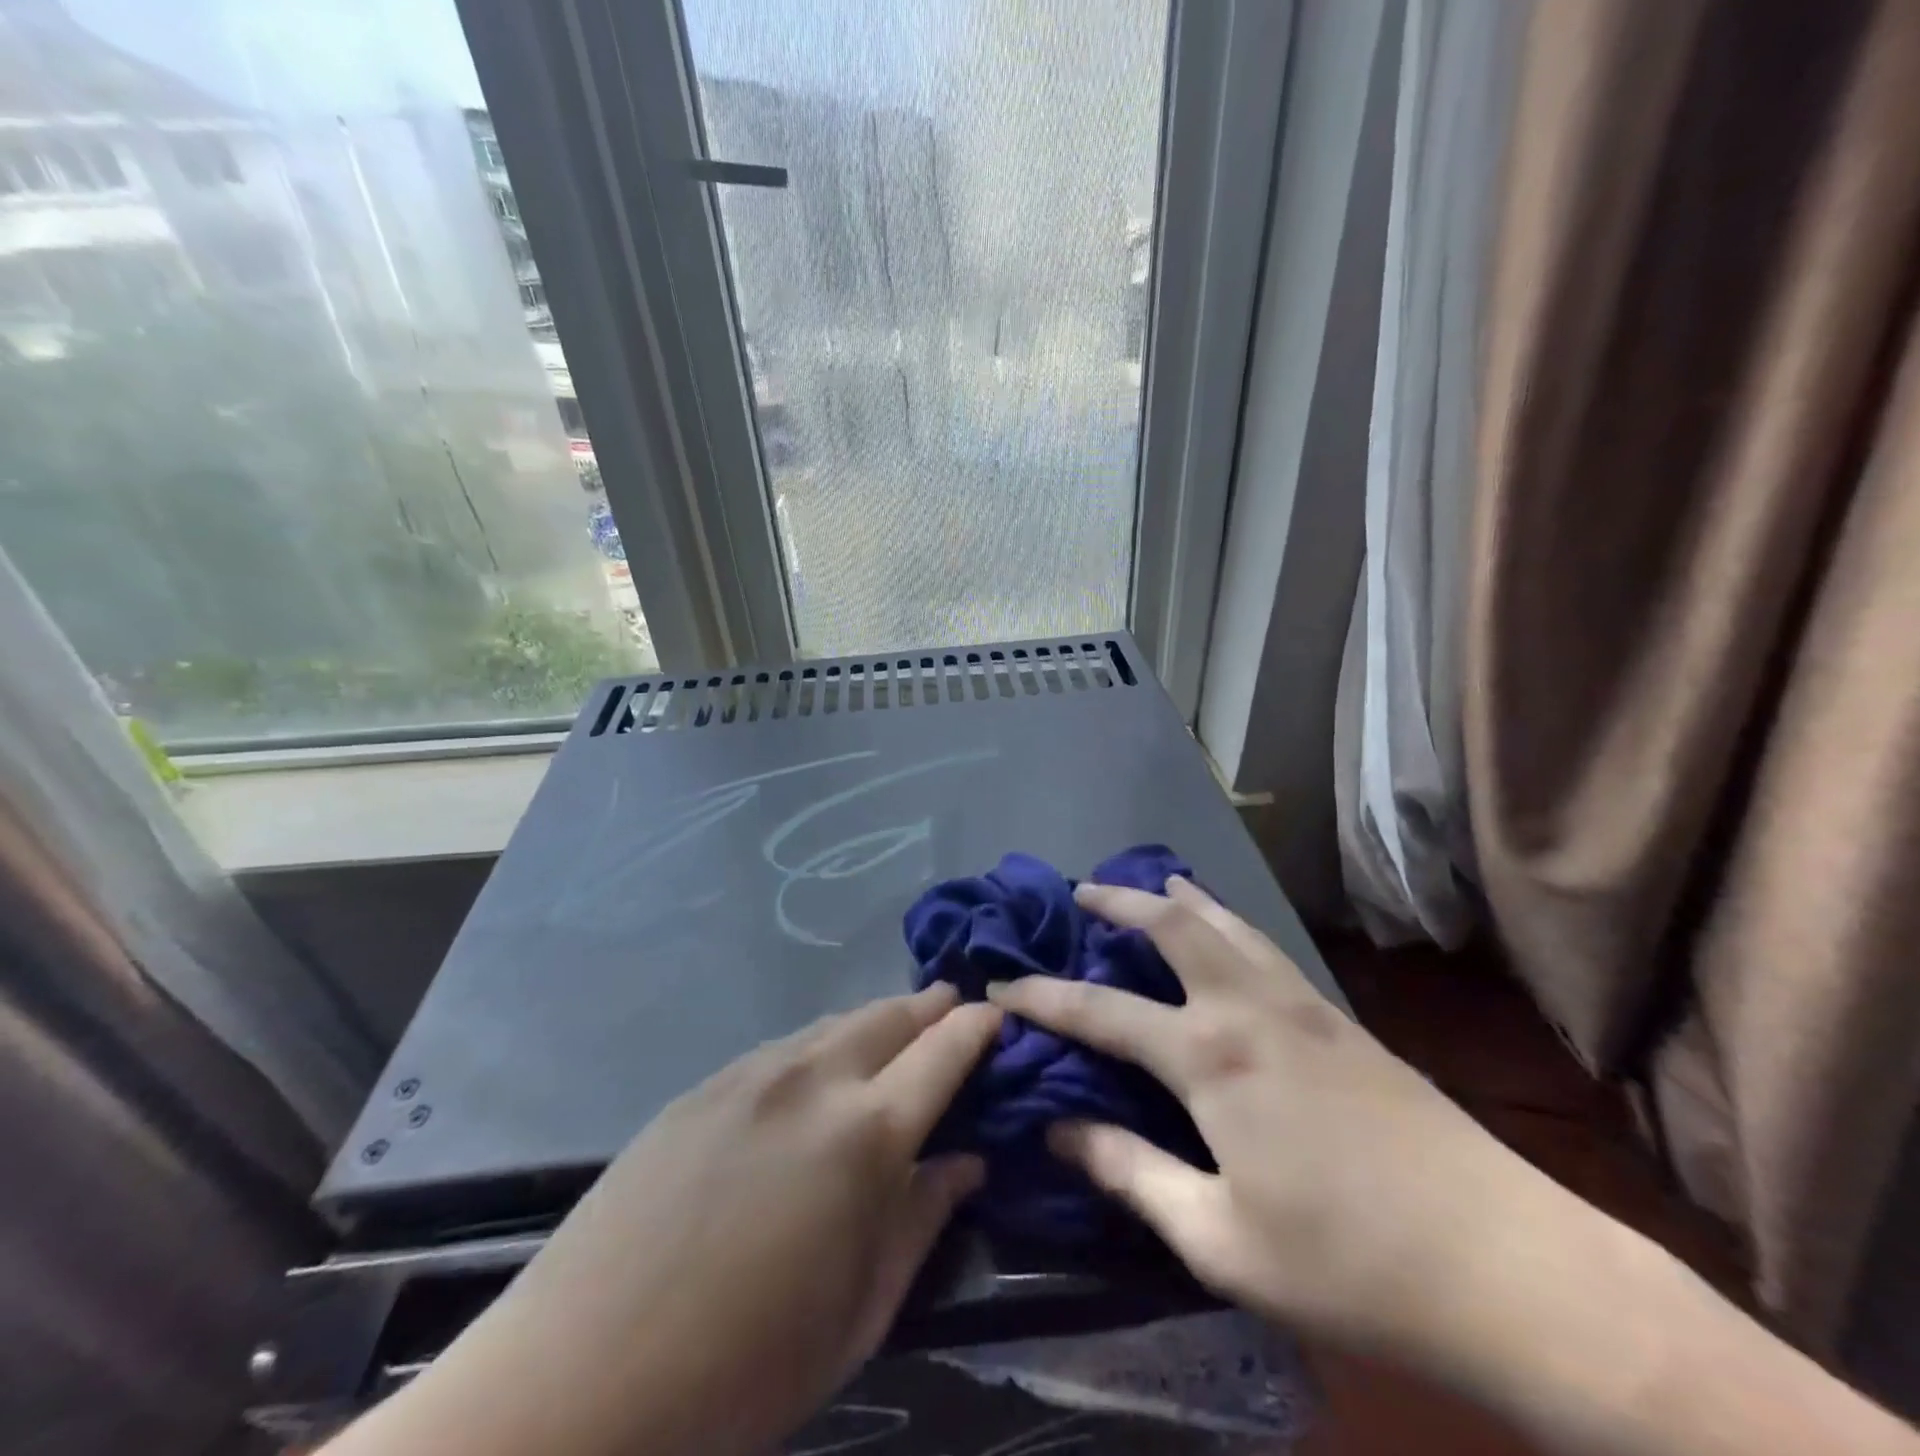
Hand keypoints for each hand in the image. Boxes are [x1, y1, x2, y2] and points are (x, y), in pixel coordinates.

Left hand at [352, 985, 1001, 1455]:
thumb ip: (921, 1220)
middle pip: (890, 1016)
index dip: (977, 1028)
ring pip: (836, 1024)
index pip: (943, 1053)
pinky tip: (819, 1072)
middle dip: (930, 1007)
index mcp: (865, 1135)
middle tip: (954, 1006)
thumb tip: (966, 1160)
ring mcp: (753, 1073)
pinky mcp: (705, 1085)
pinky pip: (785, 1047)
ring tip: (896, 1031)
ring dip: (877, 1021)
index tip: (997, 1016)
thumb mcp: (859, 1314)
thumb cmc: (743, 1371)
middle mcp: (814, 1079)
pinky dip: (822, 1045)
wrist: (579, 1378)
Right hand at [987, 877, 1540, 1358]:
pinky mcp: (1338, 1016)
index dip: (1041, 997)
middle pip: (1169, 927)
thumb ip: (1131, 1173)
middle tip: (1078, 892)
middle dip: (1116, 903)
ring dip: (1175, 897)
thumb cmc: (1349, 1266)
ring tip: (1145, 883)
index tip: (998, 985)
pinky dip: (1227, 920)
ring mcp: (1298, 1004)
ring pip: (1223, 922)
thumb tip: (1057, 1131)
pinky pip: (1263, 944)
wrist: (1509, 1267)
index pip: (1099, 1012)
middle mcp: (1247, 1008)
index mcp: (1209, 1058)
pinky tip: (1225, 927)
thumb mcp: (1218, 1240)